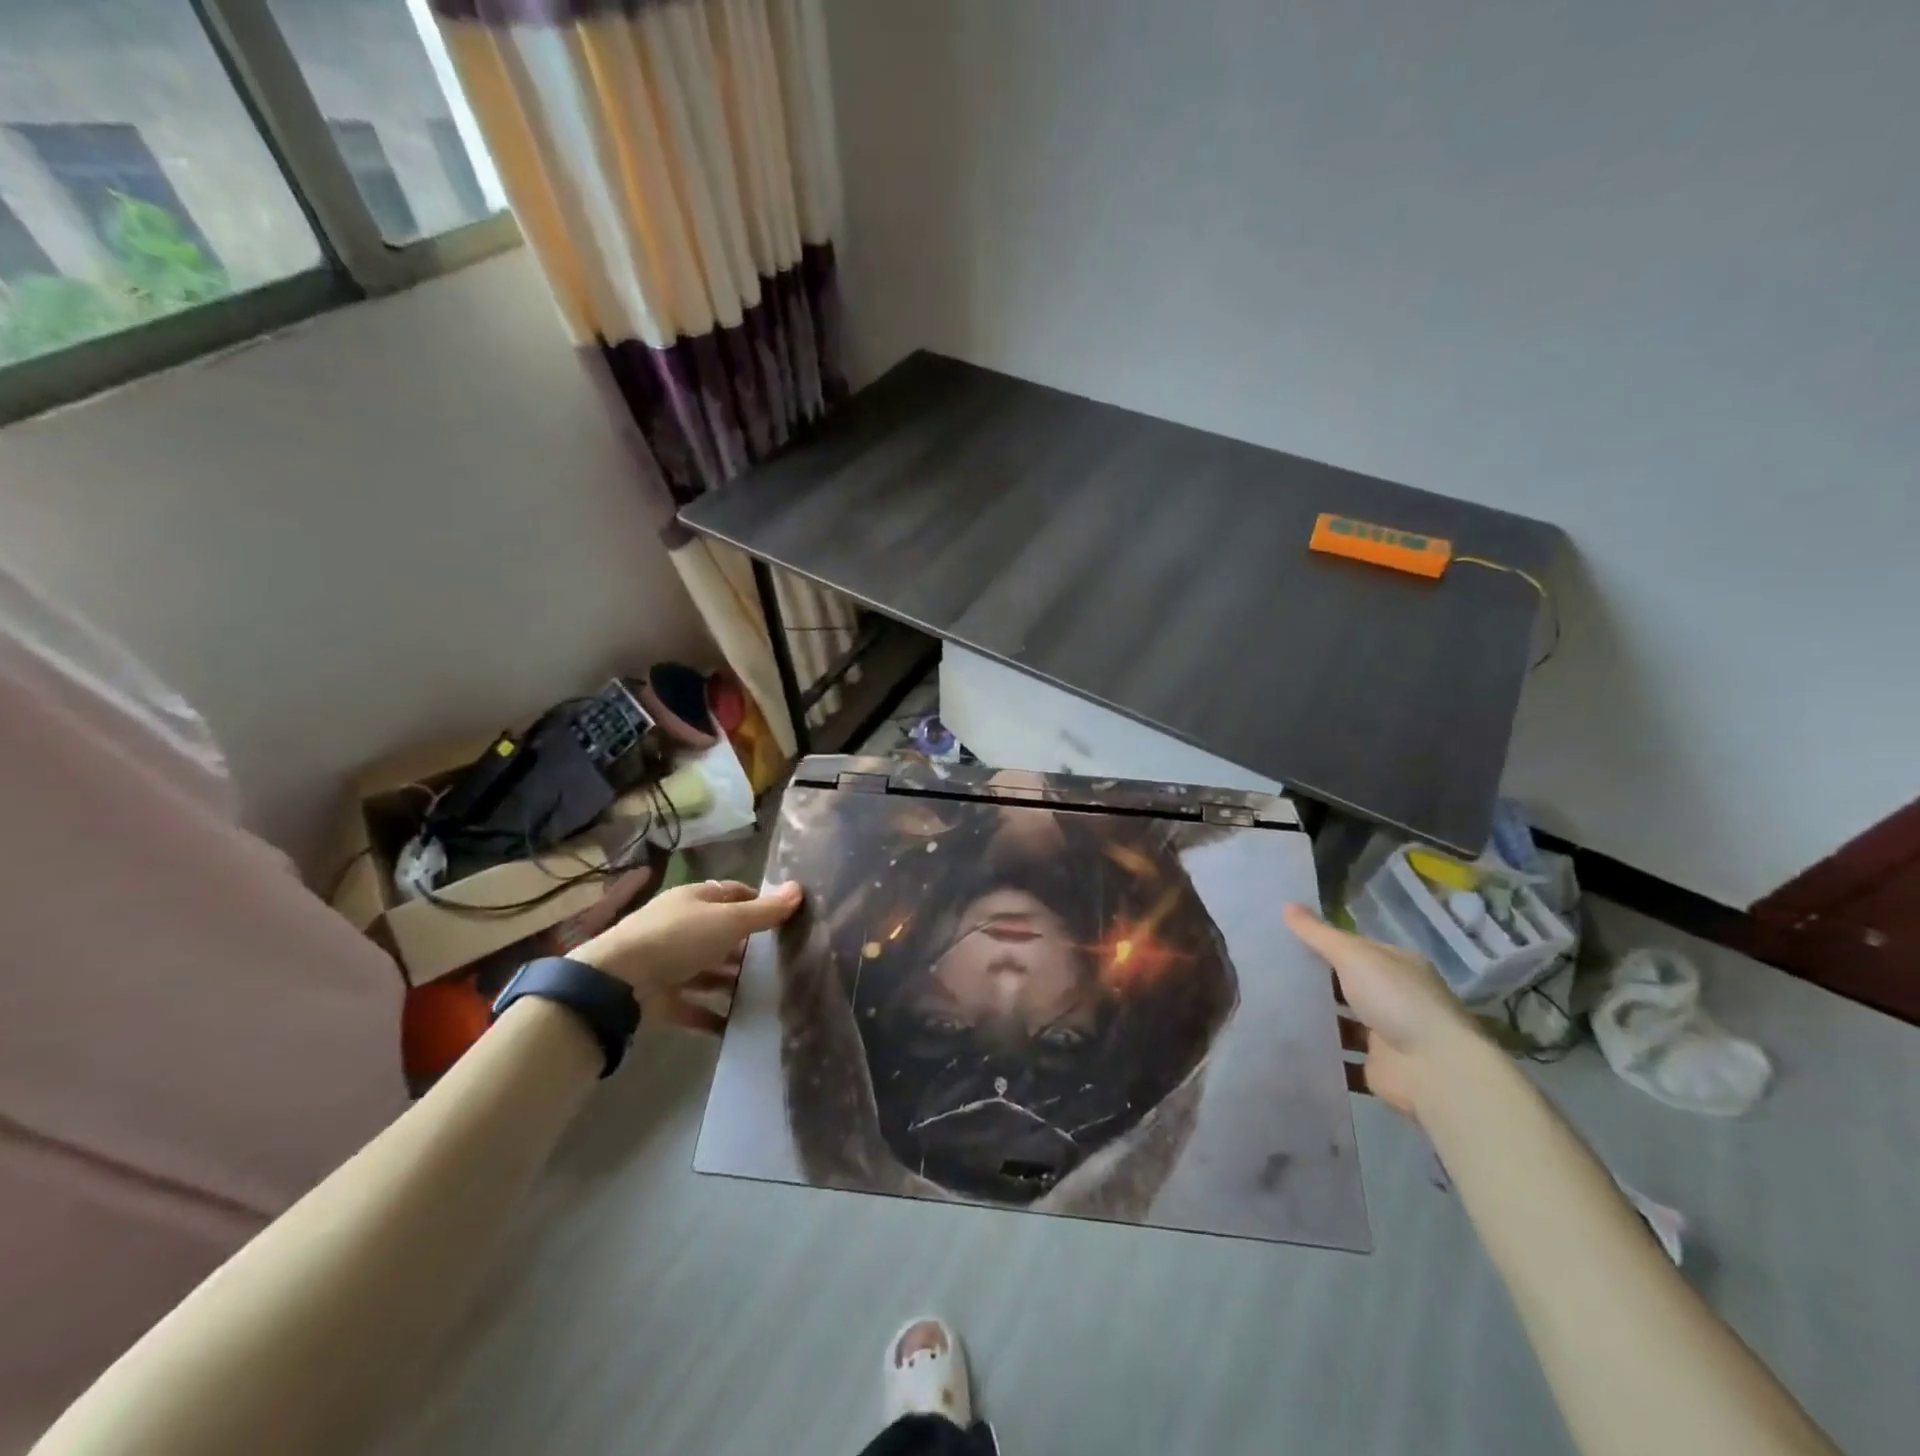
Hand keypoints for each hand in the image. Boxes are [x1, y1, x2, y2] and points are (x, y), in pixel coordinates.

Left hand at [574, 878, 802, 1005]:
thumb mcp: (729, 920)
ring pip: (709, 970)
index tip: (784, 920)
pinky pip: (694, 1006)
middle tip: (782, 961)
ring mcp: (669, 963)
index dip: (758, 903)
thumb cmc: (678, 938)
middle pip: (721, 933)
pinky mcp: (661, 997)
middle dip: (749, 947)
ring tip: (766, 994)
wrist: (617, 982)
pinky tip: (738, 1025)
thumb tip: (799, 889)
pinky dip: (713, 1015)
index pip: (733, 894)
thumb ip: (764, 911)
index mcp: (694, 900)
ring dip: (733, 982)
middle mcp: (681, 927)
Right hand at [1283, 902, 1480, 1121]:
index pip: (1355, 949)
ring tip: (1269, 1006)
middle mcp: (1395, 997)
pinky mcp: (1377, 1067)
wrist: (1434, 1070)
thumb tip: (1287, 904)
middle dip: (1314, 981)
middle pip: (1347, 985)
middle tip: (1269, 972)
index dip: (1322, 944)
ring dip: (1315, 1018)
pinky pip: (1342, 1057)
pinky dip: (1320, 1053)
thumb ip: (1318, 934)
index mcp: (1398, 966)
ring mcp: (1388, 1035)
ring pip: (1343, 1022)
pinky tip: (1288, 1043)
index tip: (1283, 940)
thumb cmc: (1396, 1000)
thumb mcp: (1353, 956)